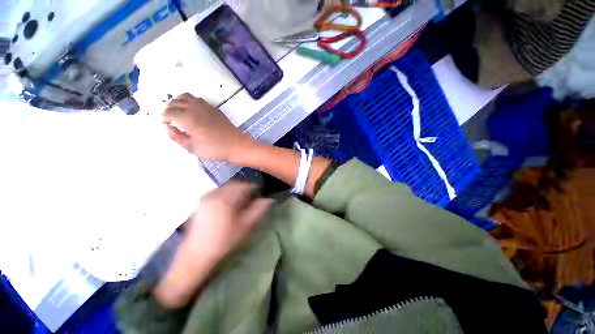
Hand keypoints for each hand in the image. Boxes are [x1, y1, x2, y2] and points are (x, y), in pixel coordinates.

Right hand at [163, 93, 255, 161]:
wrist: (237, 145)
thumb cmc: (215, 149)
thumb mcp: (192, 148)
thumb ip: (176, 137)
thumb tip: (168, 128)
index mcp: (187, 117)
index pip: (168, 111)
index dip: (164, 117)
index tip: (166, 124)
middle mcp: (194, 107)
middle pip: (175, 102)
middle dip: (169, 109)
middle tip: (170, 119)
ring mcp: (206, 106)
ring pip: (186, 96)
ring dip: (178, 102)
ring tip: (179, 113)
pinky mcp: (214, 108)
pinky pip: (197, 99)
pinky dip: (190, 101)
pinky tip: (192, 112)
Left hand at [183, 182, 272, 261]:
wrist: (196, 257)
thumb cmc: (224, 242)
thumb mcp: (245, 226)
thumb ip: (258, 210)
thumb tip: (268, 199)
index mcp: (225, 199)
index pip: (243, 186)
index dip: (254, 188)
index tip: (260, 194)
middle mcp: (213, 195)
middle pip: (233, 185)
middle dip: (244, 189)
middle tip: (252, 199)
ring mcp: (205, 198)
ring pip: (225, 188)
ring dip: (235, 191)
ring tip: (241, 203)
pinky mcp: (201, 204)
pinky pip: (217, 192)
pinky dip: (226, 194)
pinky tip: (229, 206)